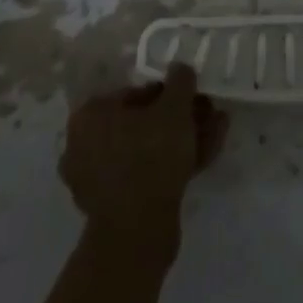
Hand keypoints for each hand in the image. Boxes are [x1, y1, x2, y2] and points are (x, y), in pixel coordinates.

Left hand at [58, 65, 228, 261]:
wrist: (138, 234)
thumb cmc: (149, 156)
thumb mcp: (174, 108)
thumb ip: (180, 80)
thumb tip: (180, 69)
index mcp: (89, 116)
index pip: (134, 93)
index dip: (168, 92)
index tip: (192, 96)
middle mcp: (85, 146)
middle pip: (141, 123)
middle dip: (178, 118)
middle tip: (207, 112)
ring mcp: (98, 181)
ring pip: (147, 150)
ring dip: (182, 139)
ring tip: (217, 130)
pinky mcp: (115, 208)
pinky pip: (147, 175)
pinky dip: (174, 164)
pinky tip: (207, 155)